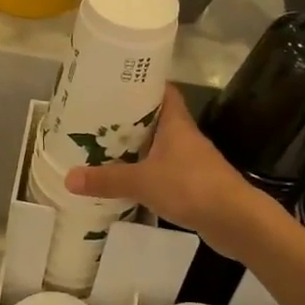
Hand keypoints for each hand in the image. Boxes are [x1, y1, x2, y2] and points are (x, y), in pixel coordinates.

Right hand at [65, 86, 279, 256]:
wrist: (235, 220)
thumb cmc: (191, 186)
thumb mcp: (142, 181)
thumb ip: (107, 180)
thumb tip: (68, 178)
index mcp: (175, 122)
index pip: (161, 90)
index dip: (140, 84)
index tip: (114, 84)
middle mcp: (184, 136)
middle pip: (155, 118)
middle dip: (129, 118)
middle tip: (97, 118)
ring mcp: (190, 160)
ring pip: (158, 146)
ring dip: (136, 147)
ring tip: (104, 148)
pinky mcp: (193, 183)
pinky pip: (163, 170)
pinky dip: (145, 172)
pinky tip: (126, 180)